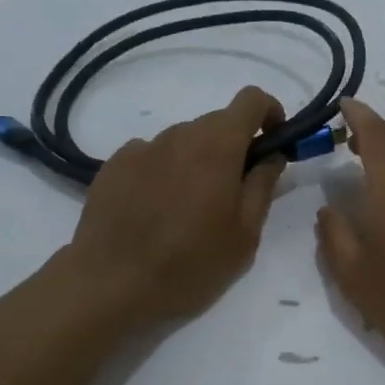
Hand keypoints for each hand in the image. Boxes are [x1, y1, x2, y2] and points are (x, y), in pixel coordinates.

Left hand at [67, 87, 286, 325]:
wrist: (109, 284)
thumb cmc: (189, 264)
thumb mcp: (245, 235)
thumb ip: (263, 186)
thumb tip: (272, 155)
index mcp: (217, 147)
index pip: (251, 100)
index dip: (270, 113)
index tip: (274, 142)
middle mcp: (179, 135)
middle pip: (217, 123)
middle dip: (234, 147)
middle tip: (233, 193)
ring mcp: (142, 148)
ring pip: (184, 141)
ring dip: (198, 161)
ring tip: (190, 209)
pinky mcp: (114, 165)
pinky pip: (152, 156)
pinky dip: (165, 171)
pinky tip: (156, 210)